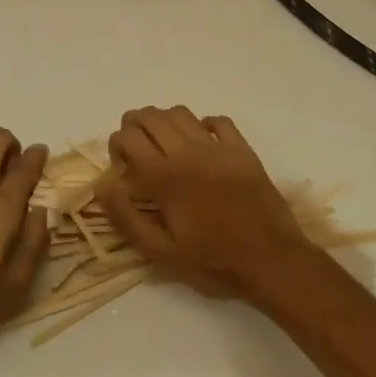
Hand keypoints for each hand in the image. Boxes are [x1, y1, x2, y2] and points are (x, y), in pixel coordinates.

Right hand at [96, 107, 318, 301]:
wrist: (272, 261)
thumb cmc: (213, 262)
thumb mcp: (161, 254)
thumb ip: (126, 218)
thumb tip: (103, 186)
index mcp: (164, 177)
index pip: (128, 137)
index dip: (116, 145)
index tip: (121, 166)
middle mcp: (188, 153)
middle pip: (151, 116)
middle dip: (134, 125)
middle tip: (136, 148)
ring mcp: (218, 148)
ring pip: (181, 113)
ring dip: (164, 121)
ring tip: (163, 142)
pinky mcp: (243, 151)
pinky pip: (219, 121)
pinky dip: (203, 124)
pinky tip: (201, 142)